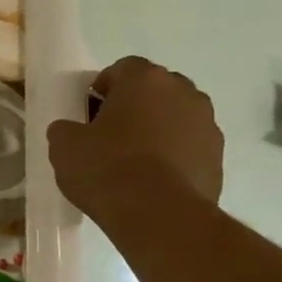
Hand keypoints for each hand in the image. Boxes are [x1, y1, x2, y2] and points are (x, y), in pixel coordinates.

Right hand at [46, 56, 222, 221]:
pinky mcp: (218, 157)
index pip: (123, 67)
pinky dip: (172, 154)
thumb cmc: (106, 168)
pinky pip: (188, 145)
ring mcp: (207, 124)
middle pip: (155, 89)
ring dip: (156, 128)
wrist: (159, 214)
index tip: (87, 110)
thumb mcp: (63, 145)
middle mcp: (184, 93)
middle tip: (109, 132)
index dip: (102, 86)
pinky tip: (151, 178)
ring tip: (131, 159)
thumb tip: (71, 129)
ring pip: (176, 116)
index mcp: (145, 80)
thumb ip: (66, 128)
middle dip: (134, 104)